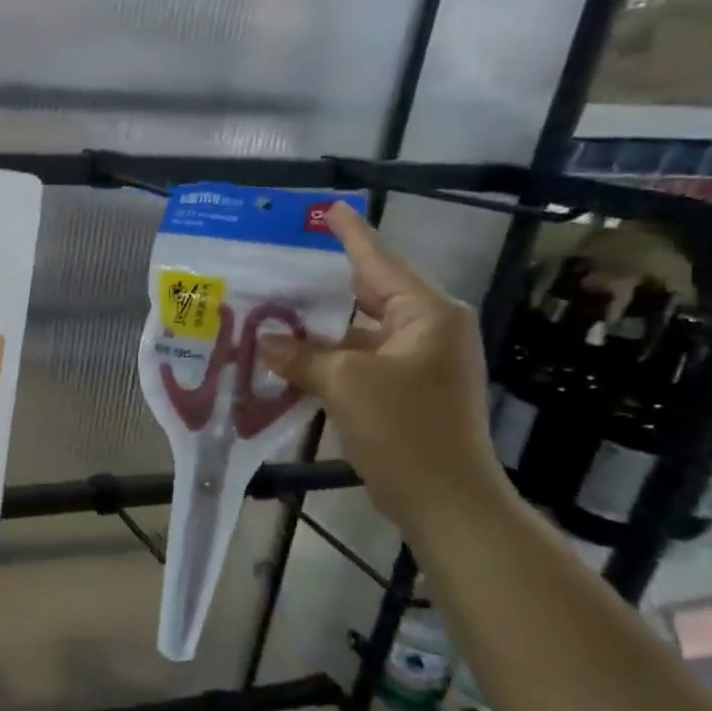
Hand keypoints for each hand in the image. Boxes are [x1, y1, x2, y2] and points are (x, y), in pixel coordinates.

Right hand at [258, 204, 508, 530]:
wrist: (446, 500)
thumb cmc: (404, 429)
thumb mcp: (345, 384)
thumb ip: (301, 356)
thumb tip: (265, 341)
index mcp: (427, 315)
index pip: (379, 263)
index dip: (350, 236)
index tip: (327, 210)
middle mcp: (428, 331)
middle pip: (368, 297)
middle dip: (322, 288)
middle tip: (279, 270)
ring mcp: (419, 363)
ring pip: (359, 334)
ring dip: (319, 331)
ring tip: (272, 315)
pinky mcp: (406, 392)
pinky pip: (360, 363)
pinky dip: (328, 360)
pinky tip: (290, 359)